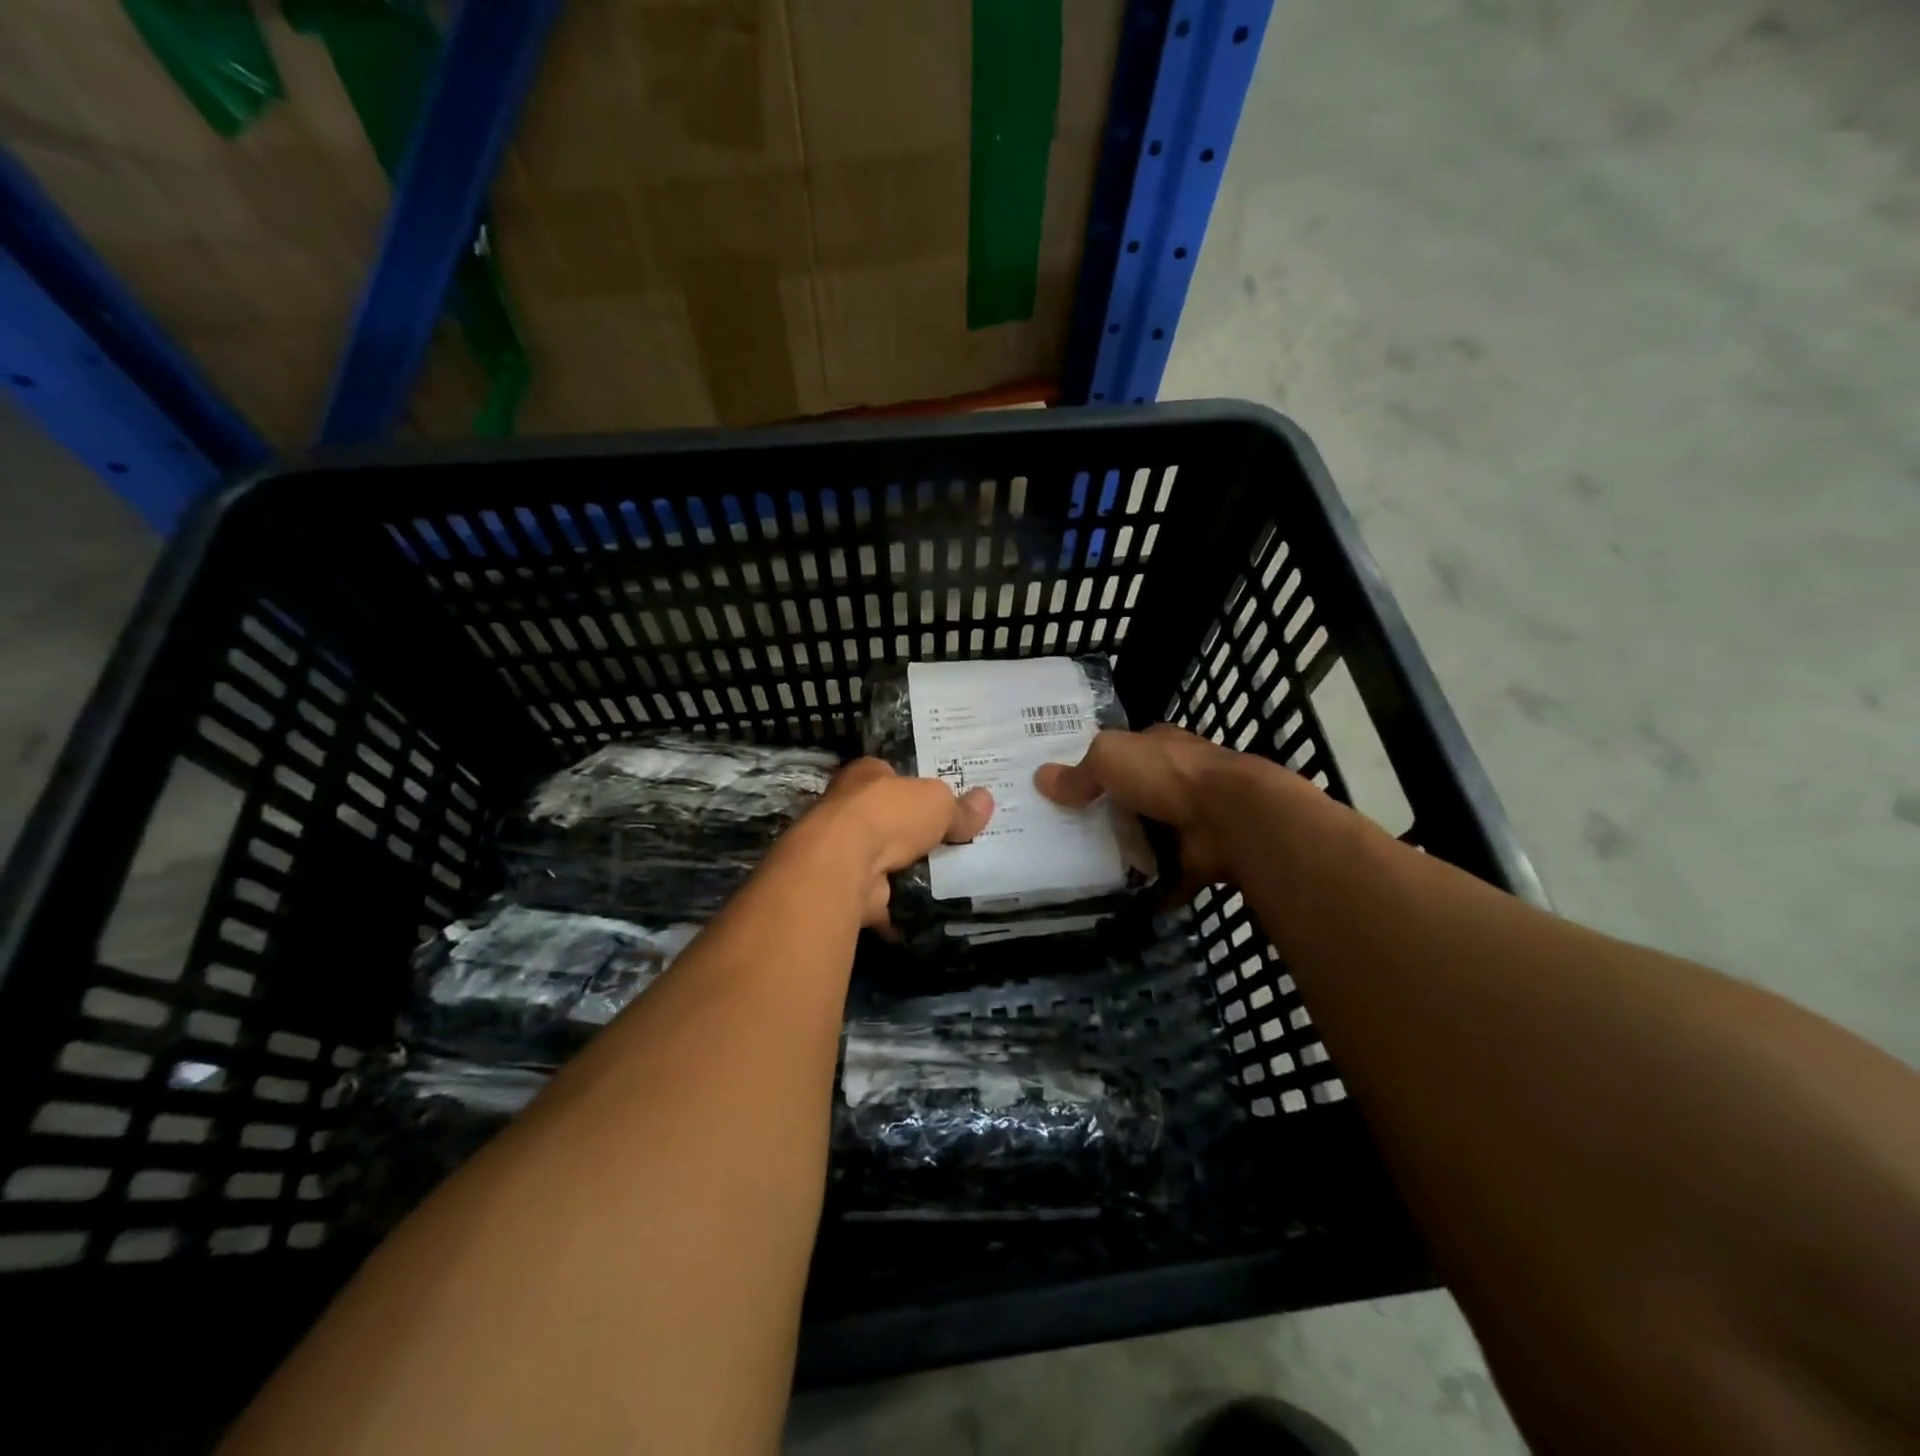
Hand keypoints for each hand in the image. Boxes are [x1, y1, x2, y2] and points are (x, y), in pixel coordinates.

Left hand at [799, 758, 992, 925]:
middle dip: (914, 830)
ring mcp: (843, 849)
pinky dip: (898, 902)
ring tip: (948, 877)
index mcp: (865, 774)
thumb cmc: (889, 815)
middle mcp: (848, 807)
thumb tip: (985, 801)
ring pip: (883, 856)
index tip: (942, 801)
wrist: (845, 865)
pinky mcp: (846, 885)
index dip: (916, 785)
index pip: (892, 774)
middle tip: (952, 841)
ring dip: (907, 867)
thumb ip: (959, 807)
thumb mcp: (938, 802)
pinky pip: (880, 893)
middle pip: (888, 816)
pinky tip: (927, 906)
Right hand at [1034, 724, 1254, 897]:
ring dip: (1124, 854)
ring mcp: (1189, 821)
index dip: (1096, 767)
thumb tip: (1041, 779)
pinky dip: (1147, 888)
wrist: (1229, 817)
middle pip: (1131, 799)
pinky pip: (1164, 876)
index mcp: (1159, 747)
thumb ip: (1078, 773)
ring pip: (1147, 838)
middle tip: (1061, 835)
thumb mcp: (1110, 758)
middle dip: (1105, 815)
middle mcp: (1175, 781)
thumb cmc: (1167, 774)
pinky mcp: (1197, 859)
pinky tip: (1113, 899)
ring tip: (1078, 872)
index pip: (1123, 753)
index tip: (1064, 789)